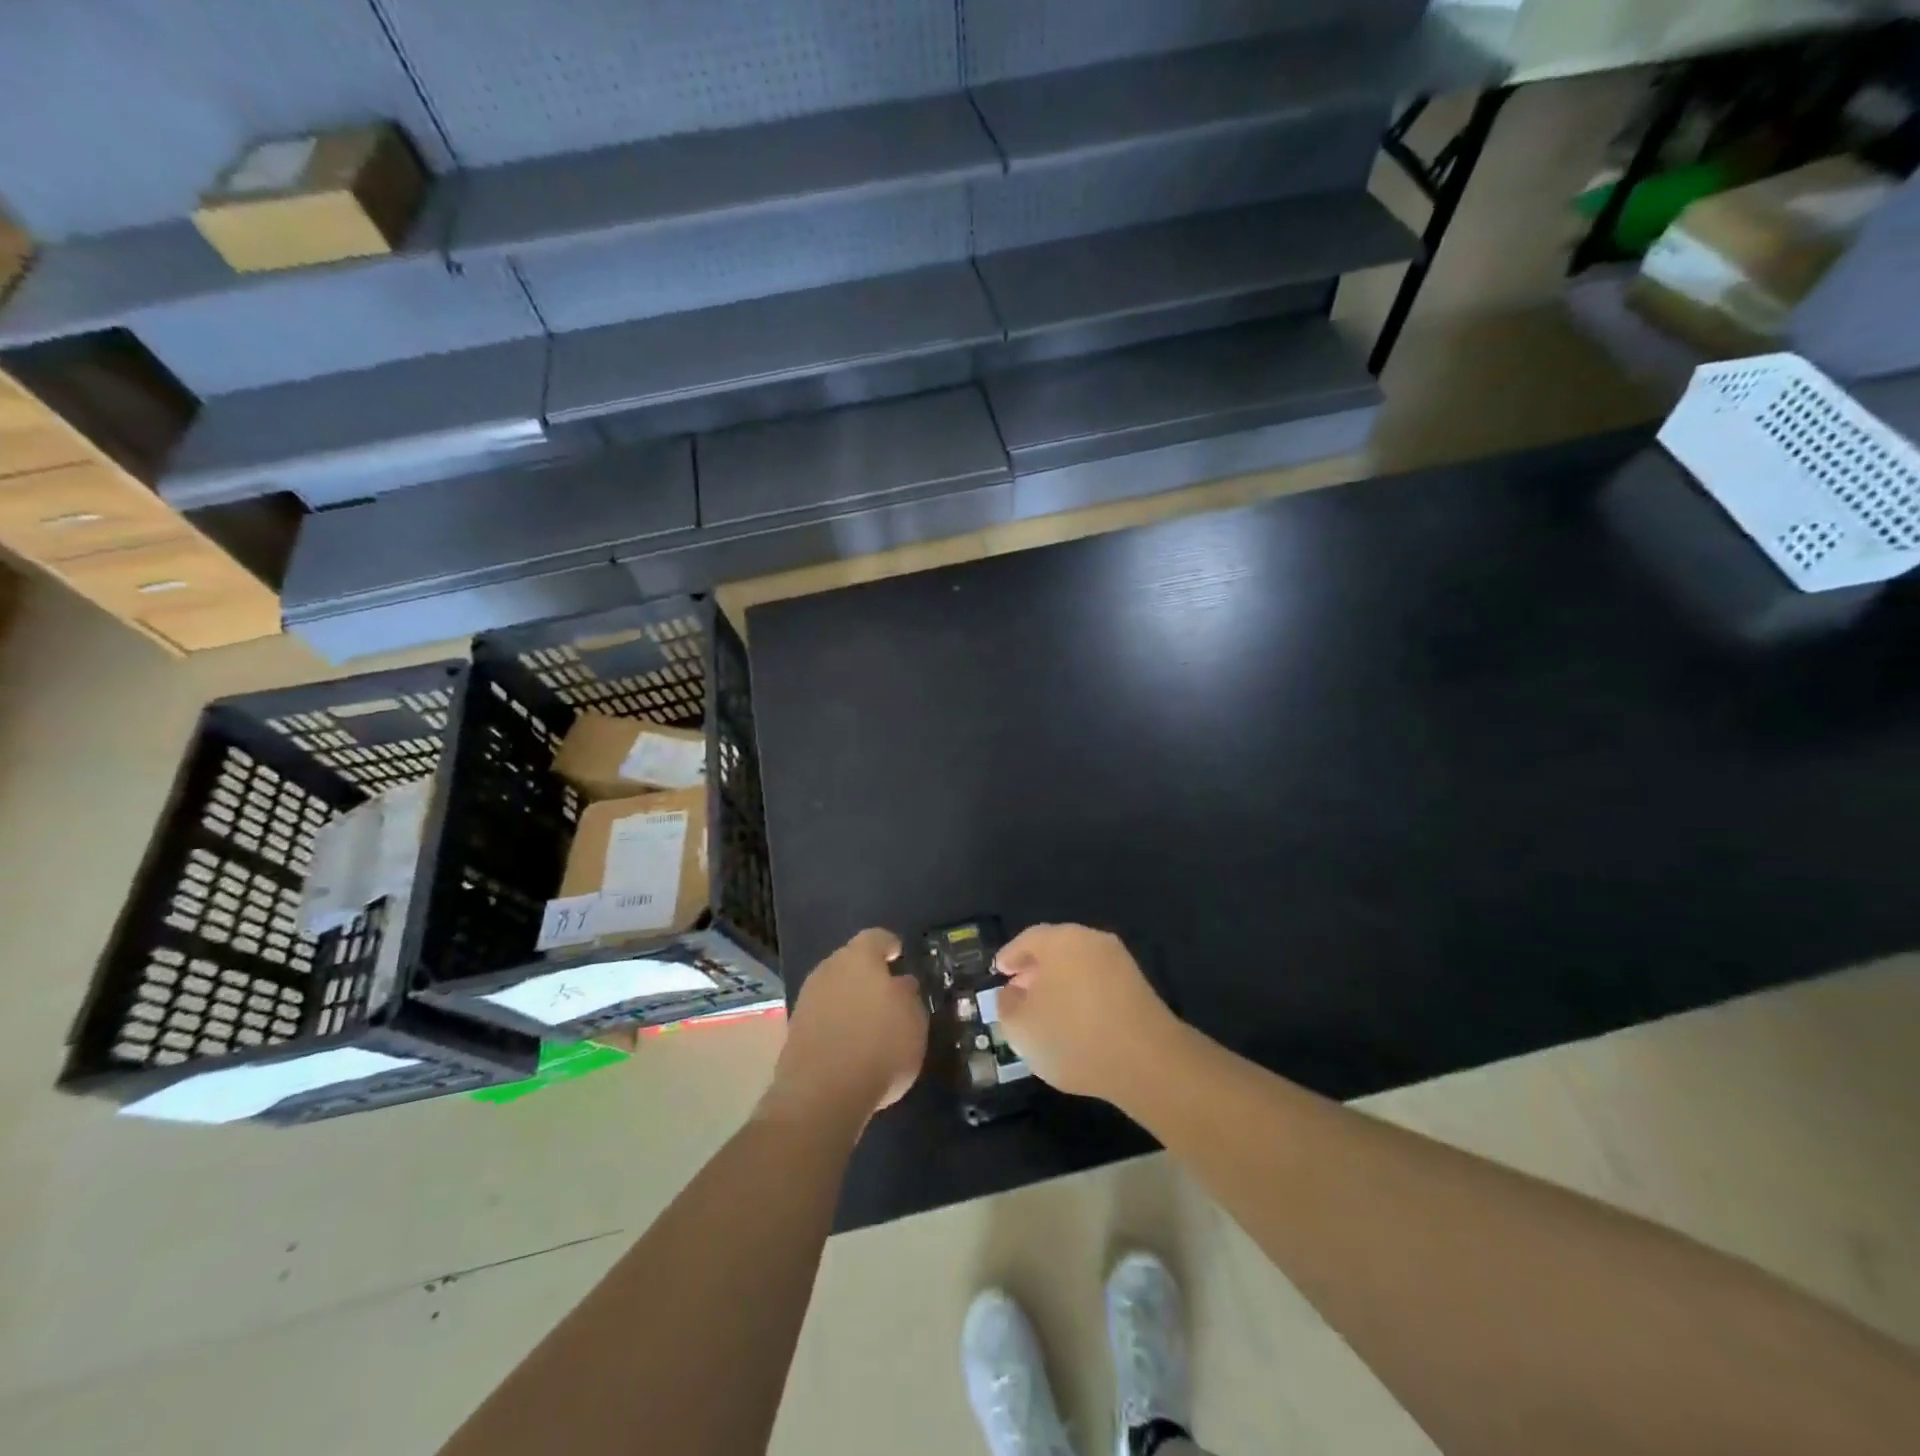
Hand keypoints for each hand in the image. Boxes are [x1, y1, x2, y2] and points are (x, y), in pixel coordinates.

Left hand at [766, 928, 926, 1120]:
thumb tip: (900, 984)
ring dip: (850, 1001)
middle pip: (850, 963)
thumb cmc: (879, 1046)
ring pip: (834, 990)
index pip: (876, 938)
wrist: (821, 1094)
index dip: (890, 945)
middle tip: (887, 993)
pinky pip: (823, 1017)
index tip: (899, 955)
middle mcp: (828, 969)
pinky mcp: (794, 1031)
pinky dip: (836, 1025)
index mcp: (859, 957)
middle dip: (867, 975)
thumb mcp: (914, 1020)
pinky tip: (850, 1046)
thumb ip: (908, 995)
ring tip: (870, 1024)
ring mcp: (807, 1000)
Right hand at [994, 924, 1180, 1102]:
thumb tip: (1011, 992)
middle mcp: (1091, 941)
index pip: (1027, 940)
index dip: (1010, 956)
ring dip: (1060, 984)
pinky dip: (1082, 996)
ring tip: (1046, 1012)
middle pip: (1056, 949)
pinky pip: (1099, 983)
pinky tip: (1076, 1023)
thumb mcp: (1021, 1027)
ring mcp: (1119, 962)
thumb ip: (1007, 1005)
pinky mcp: (1138, 986)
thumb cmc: (1072, 1036)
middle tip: (1019, 992)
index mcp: (1060, 940)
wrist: (1146, 1062)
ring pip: (1079, 966)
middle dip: (1035, 970)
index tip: (998, 972)